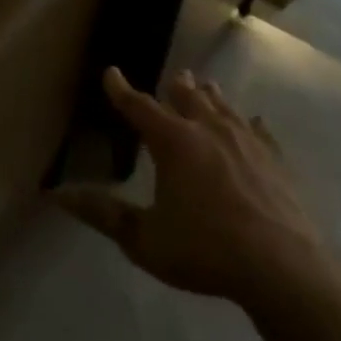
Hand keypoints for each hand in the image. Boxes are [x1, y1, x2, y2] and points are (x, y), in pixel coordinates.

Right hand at [58, 68, 330, 308]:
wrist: (282, 268)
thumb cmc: (205, 250)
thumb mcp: (144, 239)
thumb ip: (103, 214)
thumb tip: (58, 194)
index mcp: (173, 142)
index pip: (140, 107)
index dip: (122, 90)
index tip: (111, 72)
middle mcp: (208, 130)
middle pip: (188, 97)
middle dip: (176, 87)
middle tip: (174, 77)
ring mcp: (247, 142)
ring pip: (224, 107)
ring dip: (210, 96)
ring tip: (206, 85)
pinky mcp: (275, 161)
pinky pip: (260, 132)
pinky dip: (251, 124)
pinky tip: (255, 122)